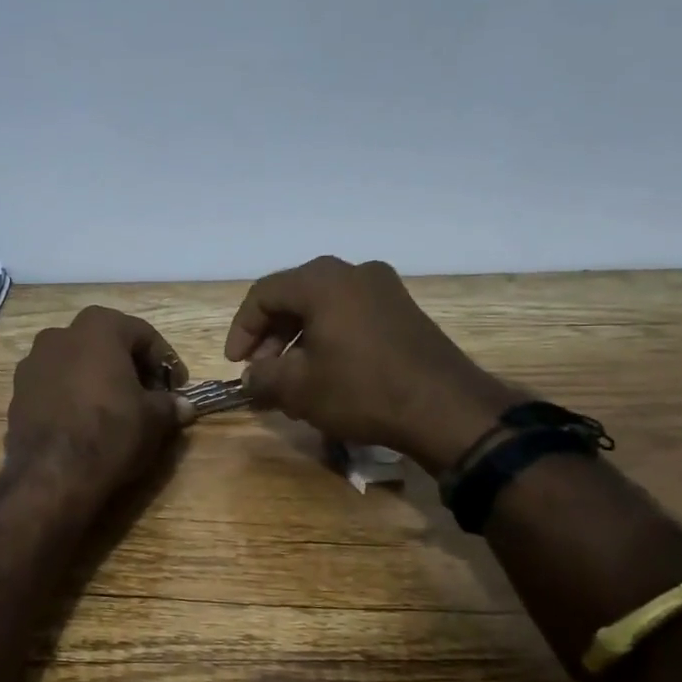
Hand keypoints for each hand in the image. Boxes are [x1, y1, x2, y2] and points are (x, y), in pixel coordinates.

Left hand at [7, 306, 193, 498]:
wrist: (52, 474)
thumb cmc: (111, 432)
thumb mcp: (154, 419)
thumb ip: (169, 405)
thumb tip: (183, 406)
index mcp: (98, 327)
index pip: (143, 334)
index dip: (165, 361)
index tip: (177, 387)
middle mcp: (60, 334)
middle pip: (105, 344)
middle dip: (129, 366)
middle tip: (147, 396)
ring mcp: (32, 362)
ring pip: (76, 363)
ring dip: (97, 379)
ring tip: (114, 410)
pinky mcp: (17, 392)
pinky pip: (54, 386)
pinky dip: (72, 396)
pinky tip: (84, 422)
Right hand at [224, 256, 513, 473]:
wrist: (445, 409)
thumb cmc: (361, 390)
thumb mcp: (299, 388)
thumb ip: (263, 377)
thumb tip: (251, 377)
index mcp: (321, 281)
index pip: (263, 295)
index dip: (242, 330)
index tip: (236, 365)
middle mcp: (353, 272)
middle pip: (294, 297)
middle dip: (271, 336)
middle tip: (262, 371)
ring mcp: (384, 288)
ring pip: (323, 307)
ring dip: (298, 339)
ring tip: (291, 378)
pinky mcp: (403, 310)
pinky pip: (350, 315)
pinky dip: (328, 338)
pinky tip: (325, 373)